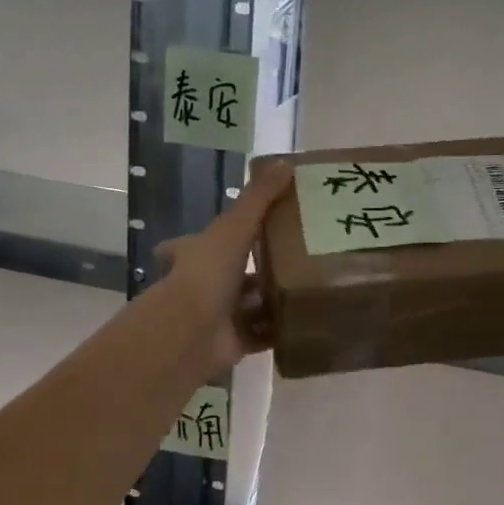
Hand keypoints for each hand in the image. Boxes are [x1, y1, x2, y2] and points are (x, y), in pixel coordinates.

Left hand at [155, 163, 290, 373]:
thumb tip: (286, 162)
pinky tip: (307, 316)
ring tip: (311, 284)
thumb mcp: (234, 227)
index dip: (220, 234)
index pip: (202, 240)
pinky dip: (281, 328)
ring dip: (273, 298)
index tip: (246, 228)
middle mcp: (203, 285)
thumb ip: (259, 198)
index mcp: (195, 254)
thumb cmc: (207, 273)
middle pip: (232, 273)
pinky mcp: (236, 342)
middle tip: (295, 256)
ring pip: (250, 304)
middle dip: (256, 269)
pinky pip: (264, 333)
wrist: (193, 331)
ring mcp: (219, 315)